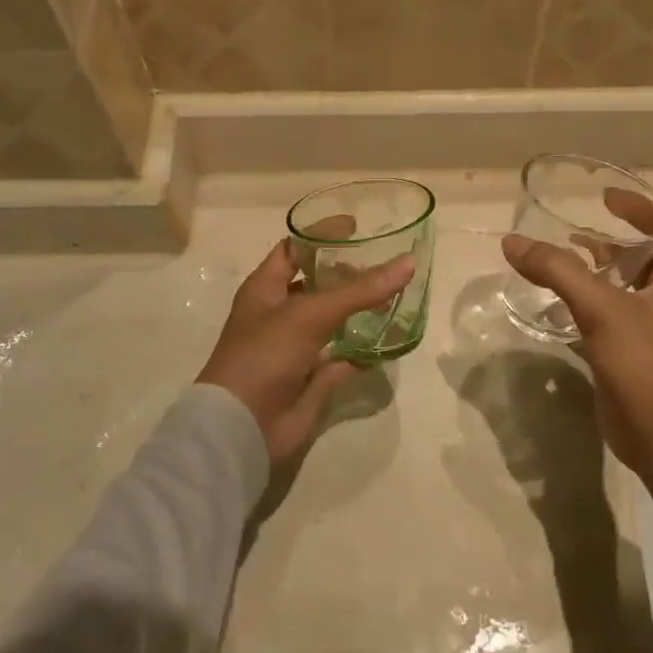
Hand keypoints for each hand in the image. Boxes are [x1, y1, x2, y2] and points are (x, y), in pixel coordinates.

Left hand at [197, 239, 414, 465]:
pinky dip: (365, 352)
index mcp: (265, 289)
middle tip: (386, 262)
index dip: (320, 235)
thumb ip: (359, 290)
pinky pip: (344, 359)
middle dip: (348, 274)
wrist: (243, 426)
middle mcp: (280, 314)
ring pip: (334, 322)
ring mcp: (297, 348)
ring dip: (361, 311)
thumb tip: (408, 262)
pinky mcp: (313, 378)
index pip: (293, 250)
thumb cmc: (264, 355)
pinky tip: (393, 341)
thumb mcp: (309, 314)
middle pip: (318, 285)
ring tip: (398, 295)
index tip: (356, 227)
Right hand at [502, 202, 652, 505]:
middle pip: (641, 258)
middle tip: (569, 232)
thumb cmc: (646, 365)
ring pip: (622, 289)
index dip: (639, 208)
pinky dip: (584, 306)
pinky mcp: (630, 356)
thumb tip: (513, 242)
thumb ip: (558, 272)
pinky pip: (607, 318)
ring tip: (557, 264)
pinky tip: (555, 308)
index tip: (603, 197)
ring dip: (593, 273)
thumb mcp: (602, 310)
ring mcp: (650, 330)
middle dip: (609, 241)